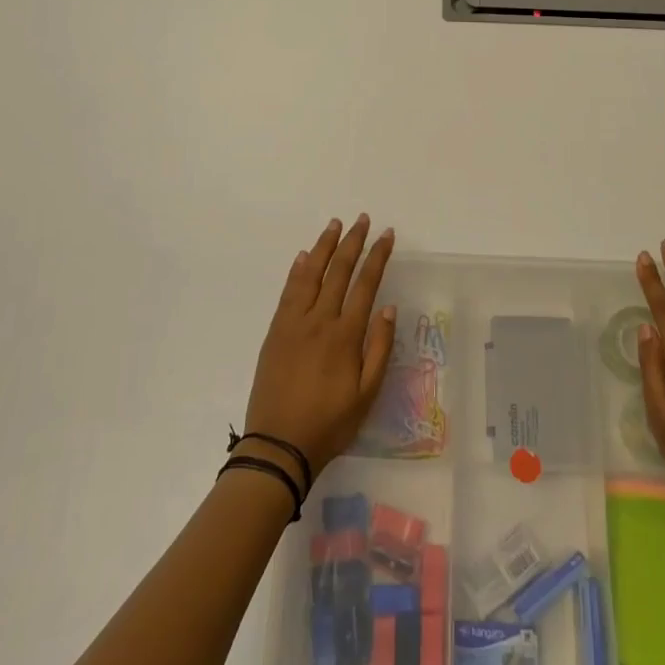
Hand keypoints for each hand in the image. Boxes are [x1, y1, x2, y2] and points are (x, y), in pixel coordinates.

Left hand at [245, 214, 398, 476]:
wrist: (278, 445)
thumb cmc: (329, 423)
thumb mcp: (366, 394)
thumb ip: (379, 348)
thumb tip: (388, 308)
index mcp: (345, 335)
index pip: (365, 284)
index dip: (377, 256)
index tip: (386, 234)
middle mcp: (320, 320)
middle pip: (338, 271)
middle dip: (352, 242)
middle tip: (362, 219)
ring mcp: (294, 323)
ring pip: (311, 274)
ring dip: (324, 247)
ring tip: (334, 225)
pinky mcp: (275, 331)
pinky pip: (288, 291)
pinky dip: (298, 270)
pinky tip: (304, 257)